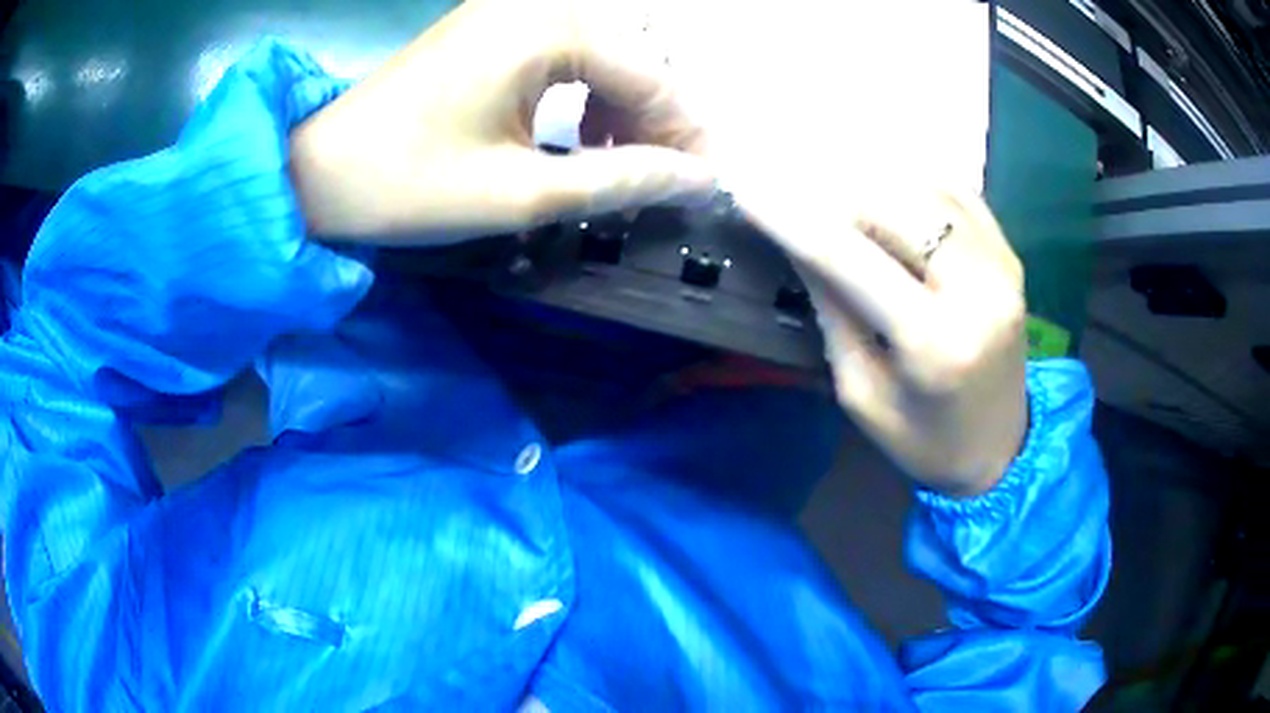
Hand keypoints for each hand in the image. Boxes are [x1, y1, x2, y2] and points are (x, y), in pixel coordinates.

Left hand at [289, 0, 714, 241]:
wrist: (317, 171)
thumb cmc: (407, 184)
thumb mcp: (520, 192)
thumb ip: (620, 181)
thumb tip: (698, 181)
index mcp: (548, 28)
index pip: (653, 78)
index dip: (686, 138)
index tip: (706, 190)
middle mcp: (539, 4)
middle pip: (635, 59)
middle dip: (659, 123)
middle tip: (666, 183)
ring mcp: (513, 10)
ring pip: (607, 55)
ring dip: (627, 109)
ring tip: (626, 167)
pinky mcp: (494, 27)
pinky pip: (570, 54)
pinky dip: (590, 95)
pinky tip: (586, 136)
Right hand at [741, 188, 1028, 496]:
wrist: (1000, 450)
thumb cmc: (924, 441)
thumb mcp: (862, 393)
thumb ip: (834, 311)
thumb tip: (799, 241)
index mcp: (935, 343)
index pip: (850, 258)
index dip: (791, 218)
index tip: (745, 189)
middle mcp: (979, 290)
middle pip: (893, 205)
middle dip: (834, 192)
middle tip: (794, 194)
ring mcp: (1002, 266)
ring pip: (925, 188)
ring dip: (872, 182)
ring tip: (834, 190)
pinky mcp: (1011, 255)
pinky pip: (957, 194)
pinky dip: (913, 184)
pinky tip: (886, 194)